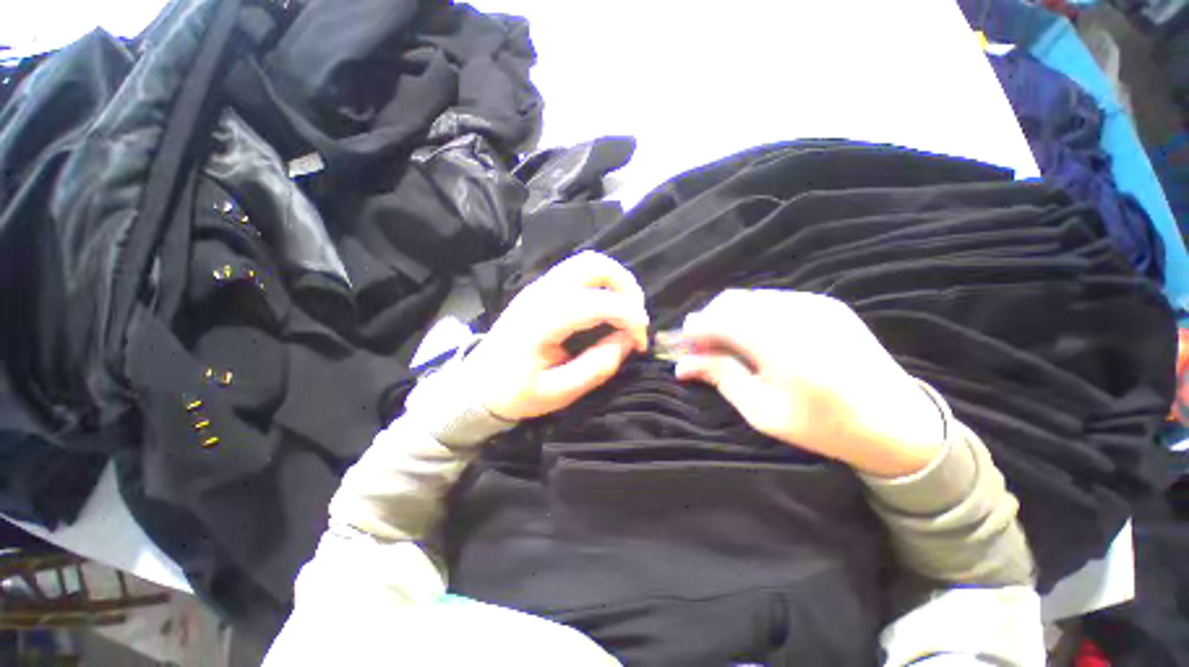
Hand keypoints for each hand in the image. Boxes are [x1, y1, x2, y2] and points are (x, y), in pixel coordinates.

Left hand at [464, 251, 649, 420]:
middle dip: (626, 286)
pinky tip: (607, 307)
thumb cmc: (515, 393)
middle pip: (594, 265)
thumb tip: (628, 340)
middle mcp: (540, 293)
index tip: (641, 342)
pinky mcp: (541, 288)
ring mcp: (539, 286)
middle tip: (636, 318)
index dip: (630, 318)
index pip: (597, 303)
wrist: (478, 384)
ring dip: (616, 281)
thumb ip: (596, 367)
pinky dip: (602, 283)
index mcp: (541, 321)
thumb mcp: (558, 393)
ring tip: (626, 311)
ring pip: (587, 262)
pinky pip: (579, 272)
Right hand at [672, 290, 943, 476]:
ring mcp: (815, 304)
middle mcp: (796, 314)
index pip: (719, 320)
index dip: (694, 331)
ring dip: (729, 317)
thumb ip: (720, 377)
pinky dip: (753, 314)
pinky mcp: (826, 304)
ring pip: (751, 298)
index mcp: (781, 345)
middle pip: (732, 302)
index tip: (683, 348)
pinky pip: (774, 300)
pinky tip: (757, 338)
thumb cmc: (824, 425)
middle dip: (709, 321)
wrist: (898, 423)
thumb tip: (682, 364)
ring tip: (728, 345)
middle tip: (702, 349)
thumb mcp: (762, 411)